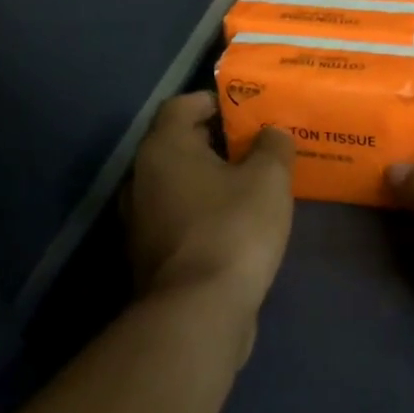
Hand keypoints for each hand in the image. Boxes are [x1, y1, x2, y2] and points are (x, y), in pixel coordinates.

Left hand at [127, 91, 295, 314]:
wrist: (198, 312)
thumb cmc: (233, 229)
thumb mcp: (268, 179)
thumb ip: (273, 146)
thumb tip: (272, 133)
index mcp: (163, 149)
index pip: (182, 105)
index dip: (215, 100)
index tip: (248, 110)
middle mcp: (141, 178)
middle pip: (179, 145)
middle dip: (219, 141)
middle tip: (258, 145)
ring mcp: (141, 220)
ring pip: (179, 184)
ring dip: (211, 180)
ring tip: (253, 184)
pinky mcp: (151, 255)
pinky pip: (180, 217)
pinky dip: (204, 212)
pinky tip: (238, 224)